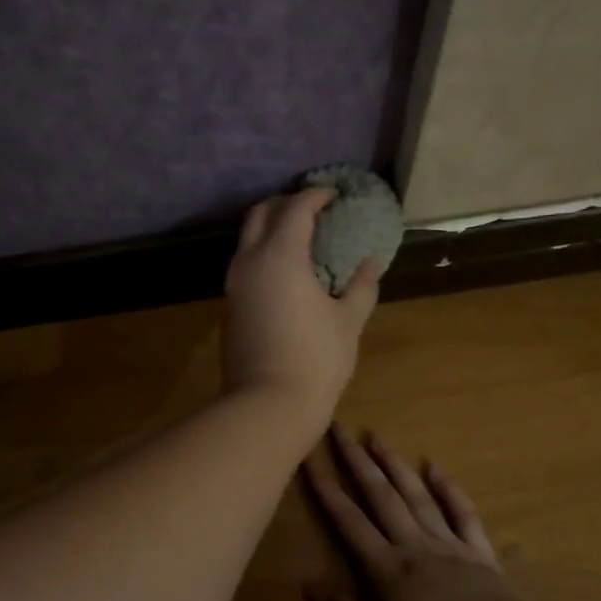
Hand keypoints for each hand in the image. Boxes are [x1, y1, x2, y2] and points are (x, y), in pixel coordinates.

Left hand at [223, 188, 380, 429]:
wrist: (266, 404)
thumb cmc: (316, 359)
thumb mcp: (348, 320)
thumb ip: (361, 285)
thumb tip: (371, 262)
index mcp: (280, 256)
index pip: (295, 209)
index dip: (315, 196)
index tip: (333, 195)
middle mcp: (249, 262)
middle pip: (260, 214)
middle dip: (285, 204)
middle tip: (313, 210)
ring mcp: (233, 285)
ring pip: (247, 240)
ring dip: (270, 229)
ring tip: (301, 238)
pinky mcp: (228, 306)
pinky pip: (244, 264)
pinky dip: (262, 253)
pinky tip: (286, 270)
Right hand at [303, 426, 533, 600]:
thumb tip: (307, 586)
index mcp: (386, 566)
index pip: (349, 520)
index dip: (327, 490)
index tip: (309, 459)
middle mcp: (412, 543)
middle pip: (380, 496)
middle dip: (357, 461)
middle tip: (340, 429)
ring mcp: (447, 542)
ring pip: (416, 495)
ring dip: (394, 464)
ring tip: (377, 437)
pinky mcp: (477, 549)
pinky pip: (462, 512)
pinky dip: (448, 488)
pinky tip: (434, 467)